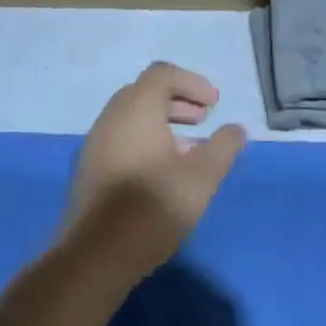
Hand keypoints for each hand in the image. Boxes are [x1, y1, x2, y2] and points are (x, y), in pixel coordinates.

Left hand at [62, 62, 246, 277]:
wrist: (98, 252)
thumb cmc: (154, 206)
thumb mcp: (202, 177)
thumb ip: (222, 147)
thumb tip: (235, 129)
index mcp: (136, 108)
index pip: (162, 74)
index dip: (192, 83)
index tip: (214, 105)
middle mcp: (111, 116)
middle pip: (145, 92)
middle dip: (177, 100)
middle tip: (203, 119)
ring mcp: (96, 141)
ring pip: (131, 116)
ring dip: (161, 121)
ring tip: (189, 147)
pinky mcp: (90, 166)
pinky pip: (120, 136)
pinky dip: (145, 138)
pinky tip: (163, 169)